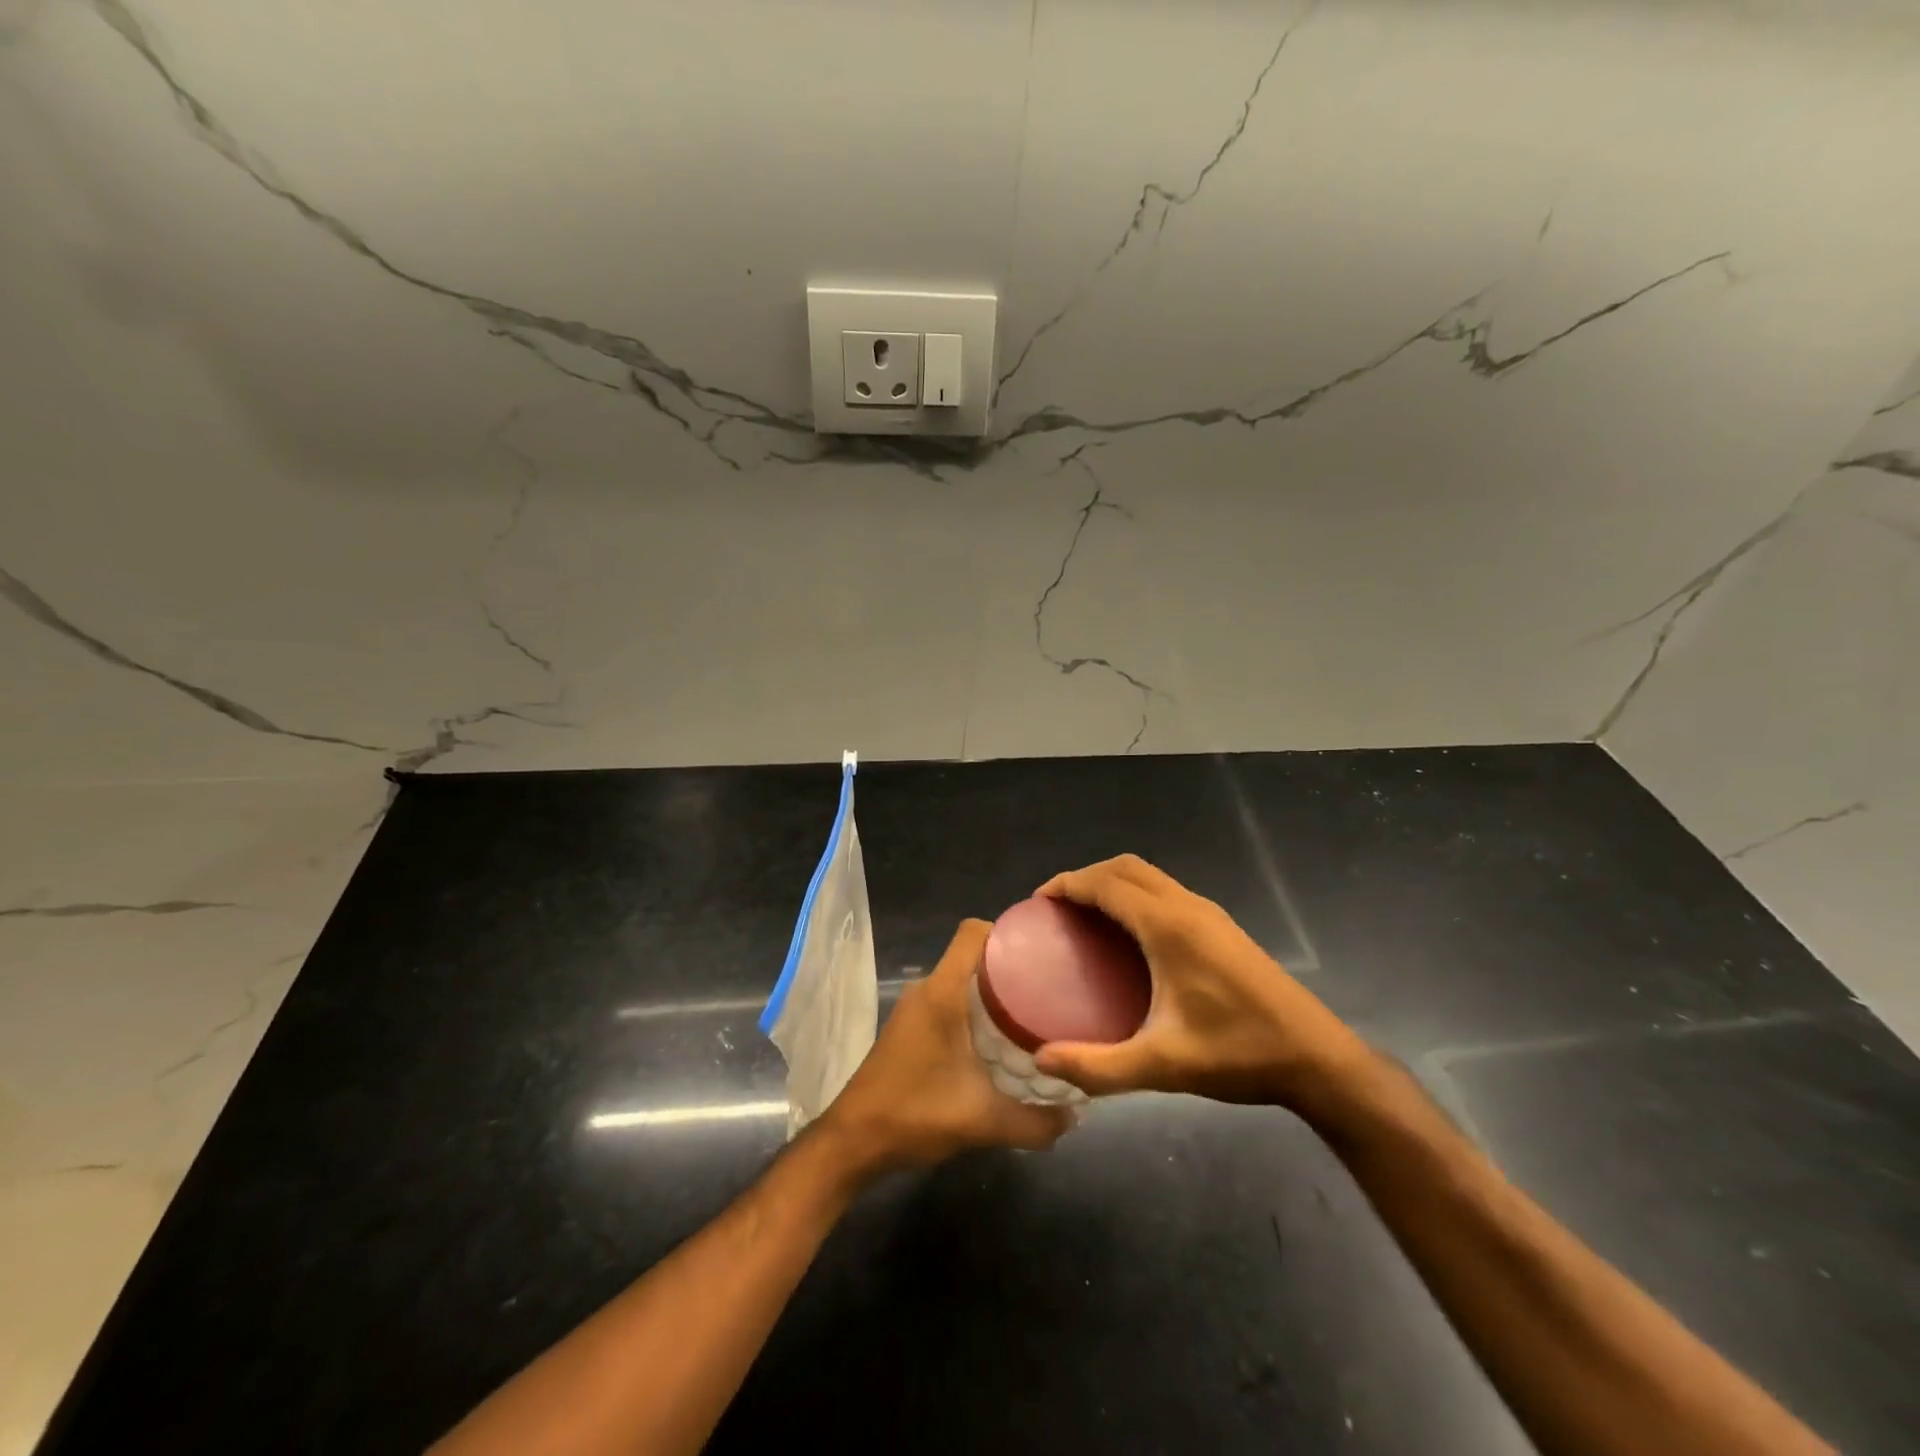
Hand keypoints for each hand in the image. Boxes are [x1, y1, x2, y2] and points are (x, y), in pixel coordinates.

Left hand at [819, 920, 1073, 1178]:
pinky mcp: (910, 1028)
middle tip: (1050, 988)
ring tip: (1033, 1014)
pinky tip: (1000, 1042)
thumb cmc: (915, 1114)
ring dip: (994, 992)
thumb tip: (1076, 1116)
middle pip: (973, 956)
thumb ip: (1035, 1121)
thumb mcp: (983, 1121)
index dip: (1007, 931)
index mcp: (942, 992)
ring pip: (962, 981)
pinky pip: (950, 1001)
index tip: (1042, 950)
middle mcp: (927, 989)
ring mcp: (915, 1009)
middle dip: (1011, 966)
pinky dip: (976, 1011)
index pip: (973, 932)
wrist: (853, 1141)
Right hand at [1032, 855, 1365, 1108]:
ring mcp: (1208, 913)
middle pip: (1125, 867)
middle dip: (1086, 877)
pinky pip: (1164, 891)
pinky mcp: (1220, 926)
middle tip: (1057, 909)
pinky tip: (1128, 936)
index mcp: (1169, 926)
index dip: (1068, 884)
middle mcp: (1186, 907)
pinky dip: (1134, 894)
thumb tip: (1042, 1059)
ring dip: (1112, 882)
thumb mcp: (1162, 1065)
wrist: (1317, 1058)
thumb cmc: (1238, 1055)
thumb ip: (1099, 1065)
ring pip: (1148, 876)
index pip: (1107, 884)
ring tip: (1085, 917)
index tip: (1037, 902)